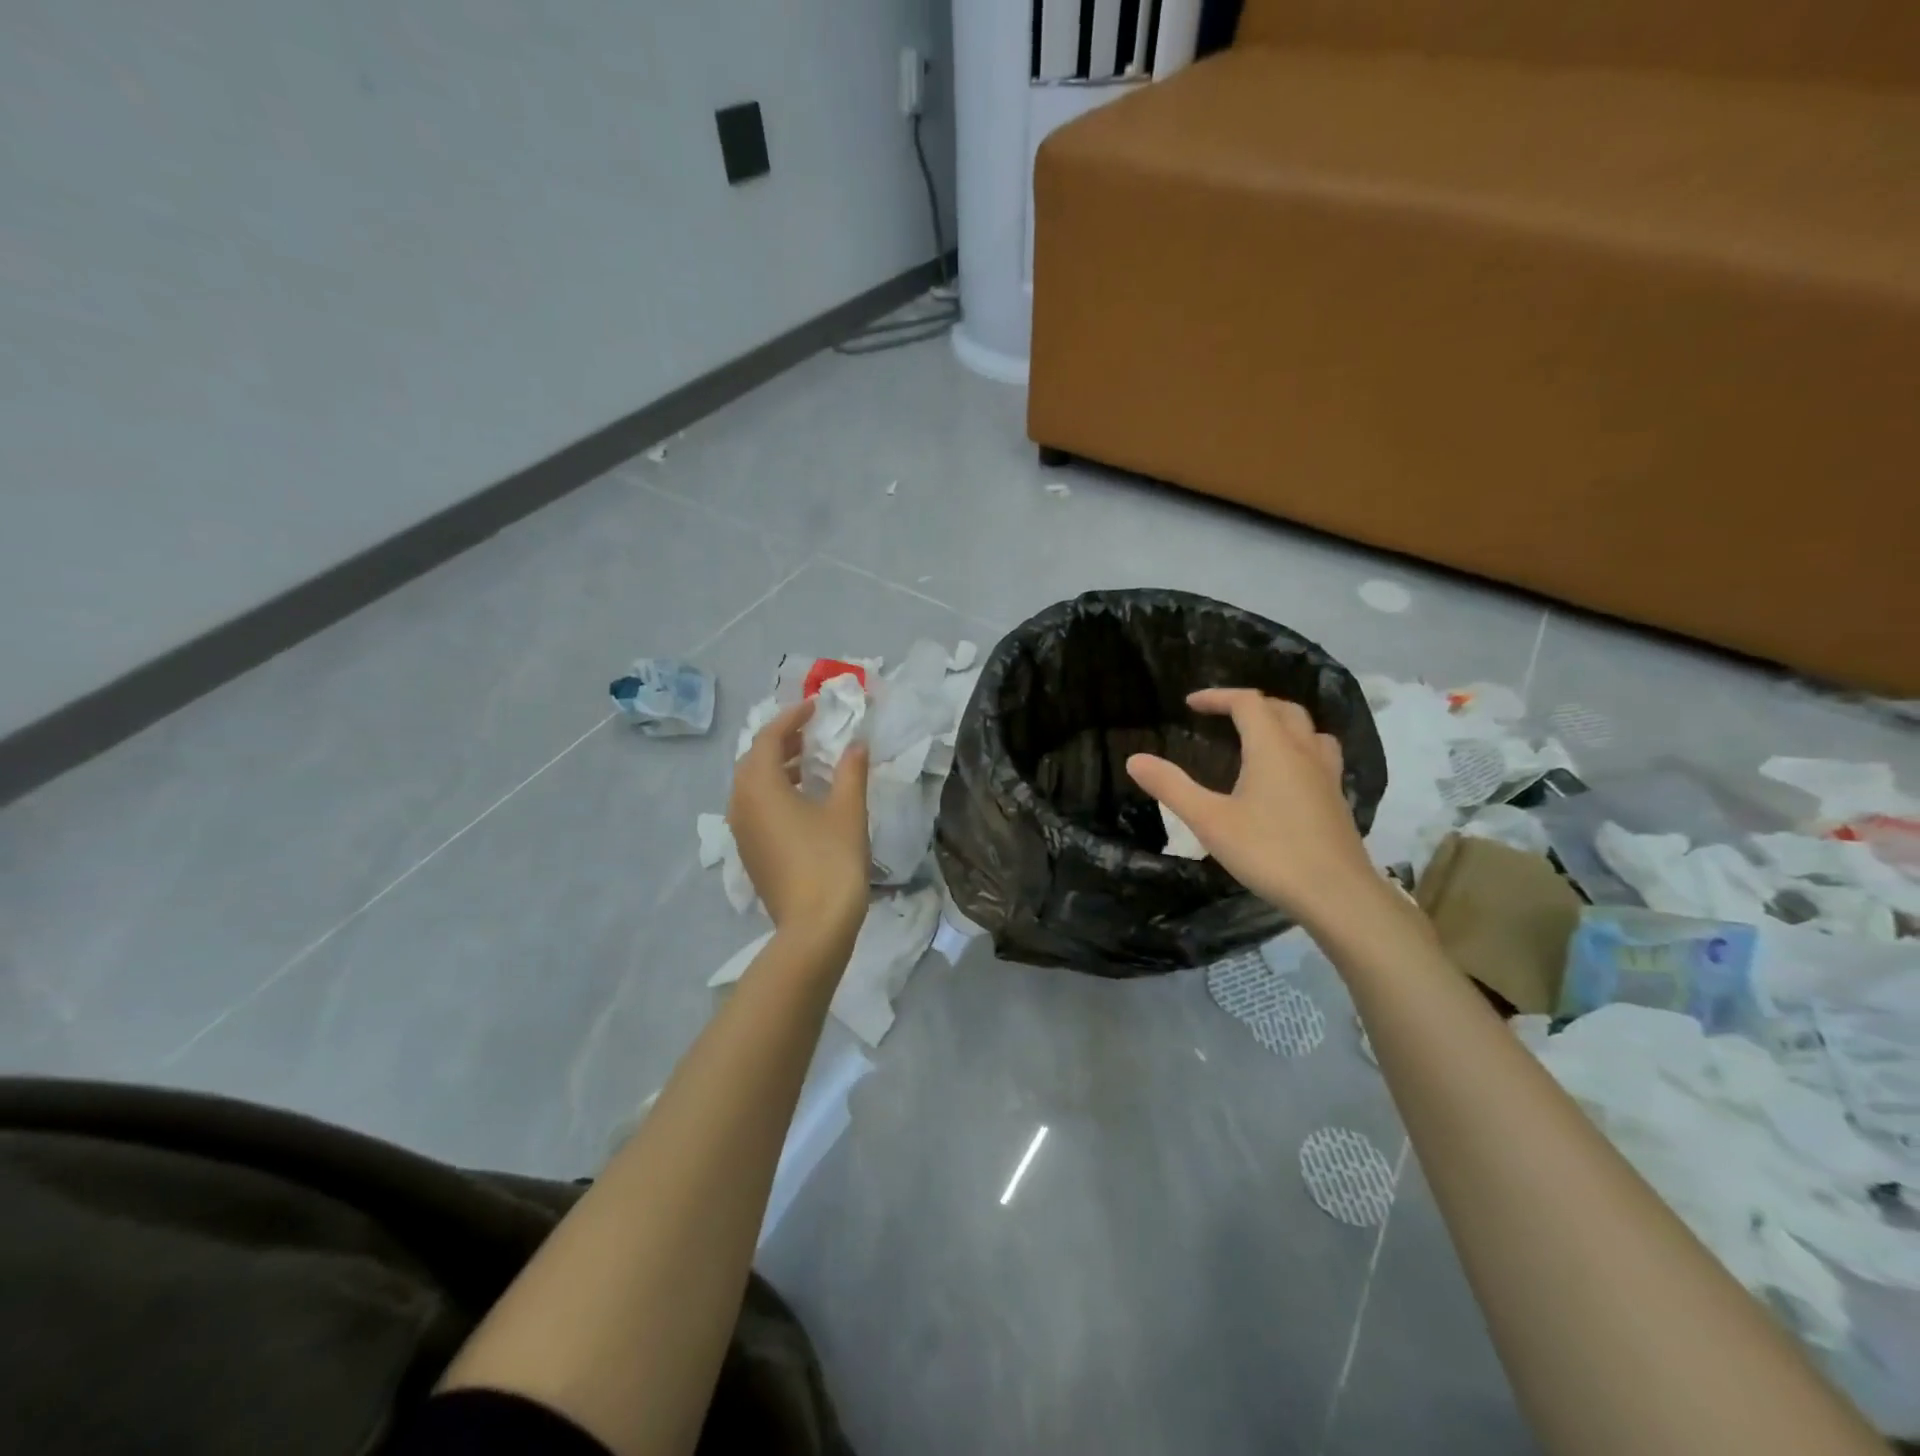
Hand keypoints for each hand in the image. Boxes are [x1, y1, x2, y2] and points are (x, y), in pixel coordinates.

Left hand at [727, 701, 869, 937]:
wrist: (814, 926)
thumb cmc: (831, 860)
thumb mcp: (847, 810)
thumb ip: (851, 771)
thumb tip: (856, 744)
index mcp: (760, 787)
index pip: (768, 738)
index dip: (791, 718)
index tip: (814, 707)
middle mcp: (741, 804)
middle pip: (753, 760)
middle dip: (781, 742)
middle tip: (811, 734)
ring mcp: (741, 831)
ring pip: (751, 786)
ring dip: (777, 768)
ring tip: (809, 764)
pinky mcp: (749, 853)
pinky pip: (754, 808)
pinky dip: (773, 793)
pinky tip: (802, 801)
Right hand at [1126, 688, 1383, 928]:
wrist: (1337, 895)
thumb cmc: (1269, 852)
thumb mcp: (1209, 821)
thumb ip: (1171, 787)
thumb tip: (1134, 759)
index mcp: (1273, 748)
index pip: (1247, 702)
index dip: (1218, 697)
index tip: (1190, 704)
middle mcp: (1304, 752)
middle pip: (1282, 709)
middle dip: (1250, 705)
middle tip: (1222, 717)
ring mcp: (1327, 776)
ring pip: (1309, 730)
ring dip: (1282, 723)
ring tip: (1260, 738)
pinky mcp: (1337, 800)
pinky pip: (1320, 756)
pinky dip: (1299, 749)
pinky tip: (1286, 777)